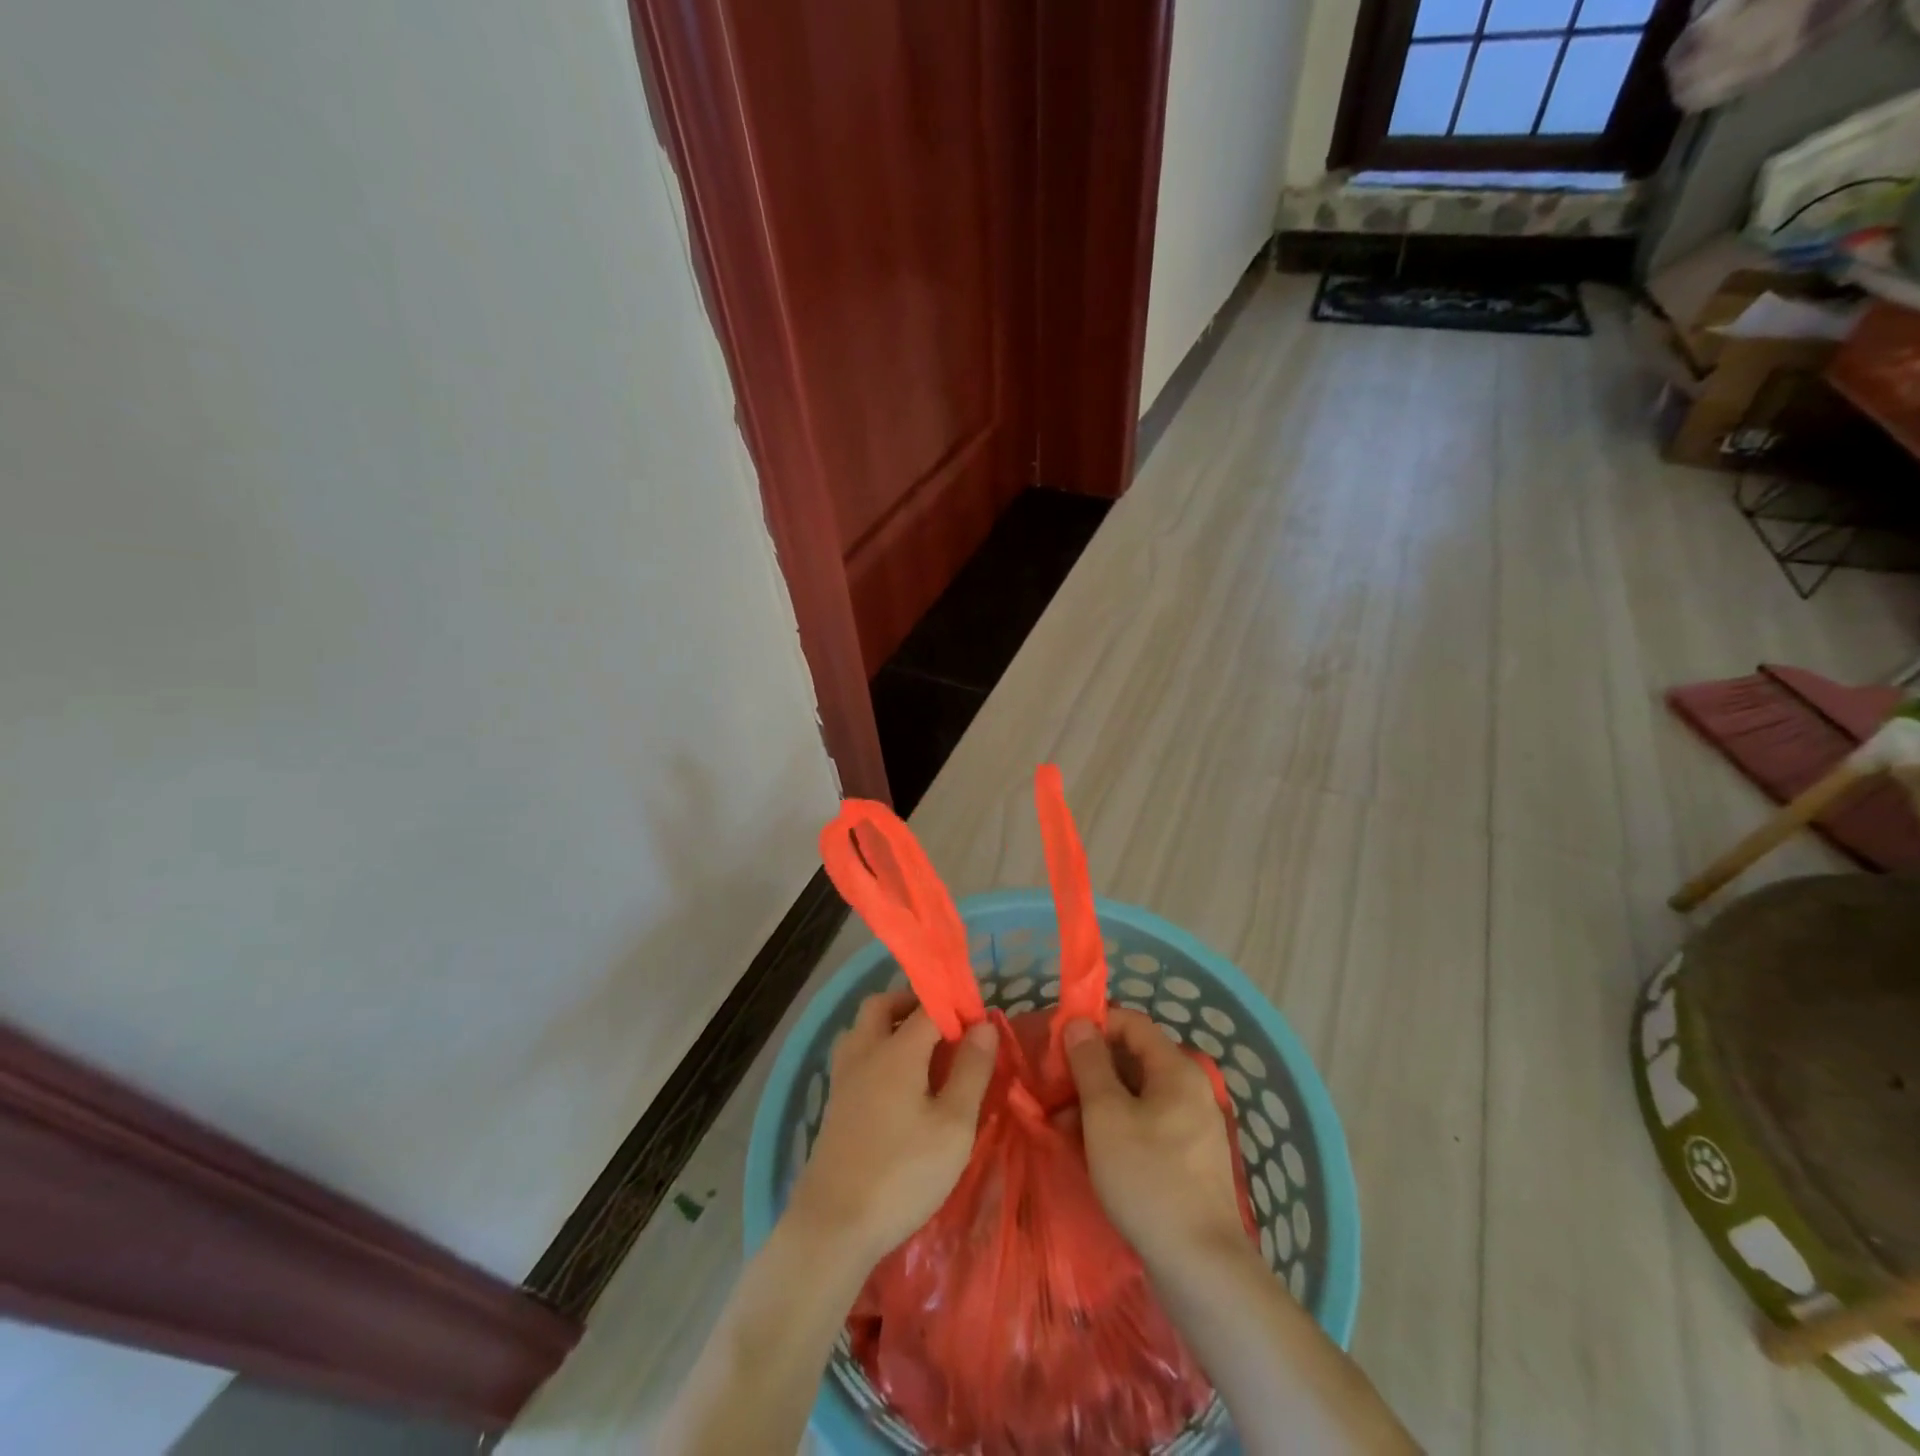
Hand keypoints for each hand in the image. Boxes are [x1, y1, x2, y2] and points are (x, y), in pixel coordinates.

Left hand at [787, 990, 998, 1264]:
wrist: (833, 1226)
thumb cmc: (903, 1174)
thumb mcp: (953, 1126)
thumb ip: (971, 1071)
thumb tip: (983, 1024)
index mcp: (897, 1050)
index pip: (928, 1006)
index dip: (955, 1006)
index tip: (979, 1021)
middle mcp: (865, 1052)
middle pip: (882, 1004)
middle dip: (913, 1002)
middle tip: (943, 1025)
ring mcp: (843, 1078)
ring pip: (862, 1028)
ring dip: (889, 1024)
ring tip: (921, 1051)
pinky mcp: (834, 1104)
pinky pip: (854, 1055)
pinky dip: (876, 1050)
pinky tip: (896, 1084)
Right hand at [1064, 1009, 1249, 1274]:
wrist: (1201, 1268)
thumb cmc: (1147, 1178)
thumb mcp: (1105, 1115)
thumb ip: (1089, 1064)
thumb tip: (1079, 1023)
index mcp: (1177, 1070)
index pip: (1132, 1023)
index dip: (1094, 1025)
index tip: (1058, 1044)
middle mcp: (1190, 1090)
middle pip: (1134, 1059)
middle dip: (1091, 1069)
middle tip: (1054, 1089)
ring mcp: (1192, 1127)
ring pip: (1137, 1096)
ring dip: (1098, 1102)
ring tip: (1062, 1127)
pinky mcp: (1189, 1161)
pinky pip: (1147, 1126)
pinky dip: (1117, 1128)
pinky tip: (1089, 1152)